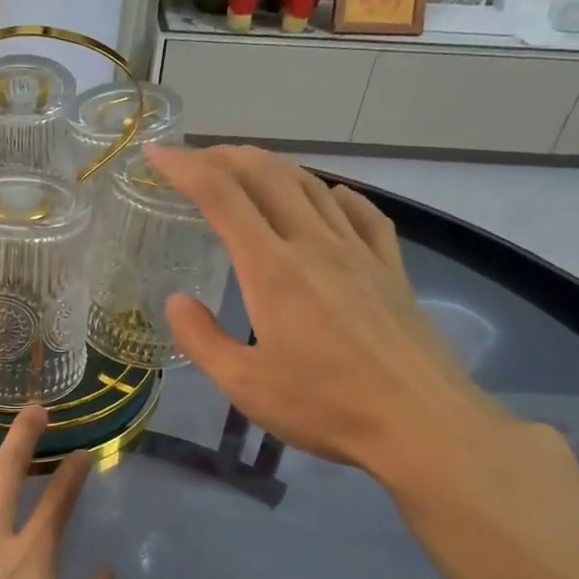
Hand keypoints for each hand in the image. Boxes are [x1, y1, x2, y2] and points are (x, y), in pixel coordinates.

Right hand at [145, 144, 504, 480]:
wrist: (422, 425)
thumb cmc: (325, 407)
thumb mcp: (244, 384)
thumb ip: (201, 339)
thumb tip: (177, 302)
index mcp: (272, 269)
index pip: (222, 195)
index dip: (184, 166)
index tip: (155, 153)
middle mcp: (314, 244)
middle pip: (267, 174)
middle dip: (224, 156)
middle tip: (194, 160)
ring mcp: (359, 252)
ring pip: (311, 185)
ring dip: (272, 168)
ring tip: (246, 173)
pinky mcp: (391, 268)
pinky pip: (362, 212)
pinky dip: (334, 193)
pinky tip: (328, 198)